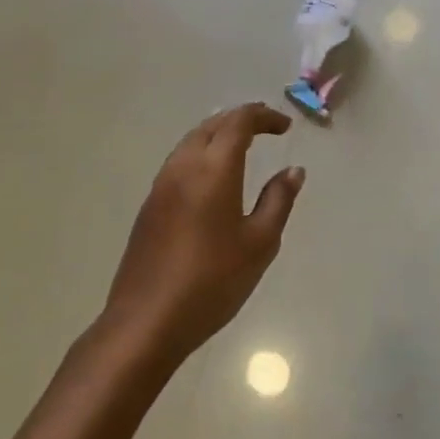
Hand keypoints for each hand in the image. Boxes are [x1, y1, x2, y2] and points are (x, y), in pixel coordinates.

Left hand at [106, 103, 304, 361]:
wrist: (146, 322)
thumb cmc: (212, 281)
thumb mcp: (259, 243)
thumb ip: (278, 200)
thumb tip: (293, 170)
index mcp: (214, 168)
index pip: (239, 121)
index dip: (264, 116)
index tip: (285, 127)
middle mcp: (184, 166)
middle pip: (212, 125)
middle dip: (241, 119)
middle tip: (267, 128)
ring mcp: (161, 186)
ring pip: (192, 141)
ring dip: (218, 134)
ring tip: (242, 146)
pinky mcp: (149, 206)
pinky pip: (179, 162)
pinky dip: (202, 153)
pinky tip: (213, 177)